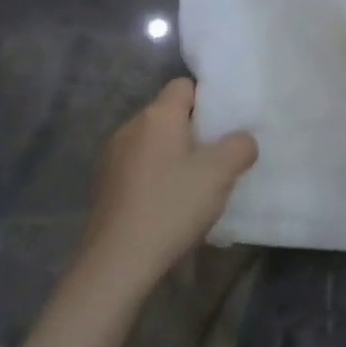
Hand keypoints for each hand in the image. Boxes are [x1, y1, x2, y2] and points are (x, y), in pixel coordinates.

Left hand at [81, 79, 257, 288]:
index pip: (184, 85)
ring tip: (192, 186)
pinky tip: (166, 205)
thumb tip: (242, 140)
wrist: (117, 261)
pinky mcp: (103, 185)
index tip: (223, 127)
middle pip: (168, 115)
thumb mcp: (221, 173)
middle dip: (192, 131)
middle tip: (216, 158)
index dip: (207, 100)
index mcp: (158, 116)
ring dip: (171, 156)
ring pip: (152, 143)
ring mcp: (111, 156)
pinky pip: (137, 167)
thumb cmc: (172, 206)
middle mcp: (130, 127)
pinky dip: (153, 177)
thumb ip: (240, 146)